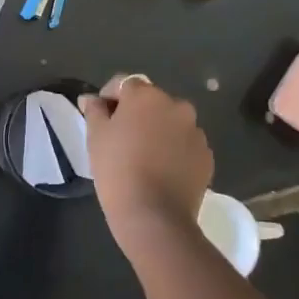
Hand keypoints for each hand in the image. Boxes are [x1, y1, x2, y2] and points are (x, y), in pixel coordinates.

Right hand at [81, 74, 213, 231]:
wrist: (153, 215)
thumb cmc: (117, 169)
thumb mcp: (95, 136)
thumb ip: (94, 110)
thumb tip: (92, 98)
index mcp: (146, 95)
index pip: (124, 83)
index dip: (109, 97)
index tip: (100, 117)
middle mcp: (176, 105)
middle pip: (151, 102)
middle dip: (137, 113)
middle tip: (121, 138)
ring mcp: (196, 131)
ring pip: (171, 123)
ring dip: (158, 131)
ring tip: (144, 156)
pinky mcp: (206, 156)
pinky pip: (185, 145)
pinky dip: (174, 150)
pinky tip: (161, 170)